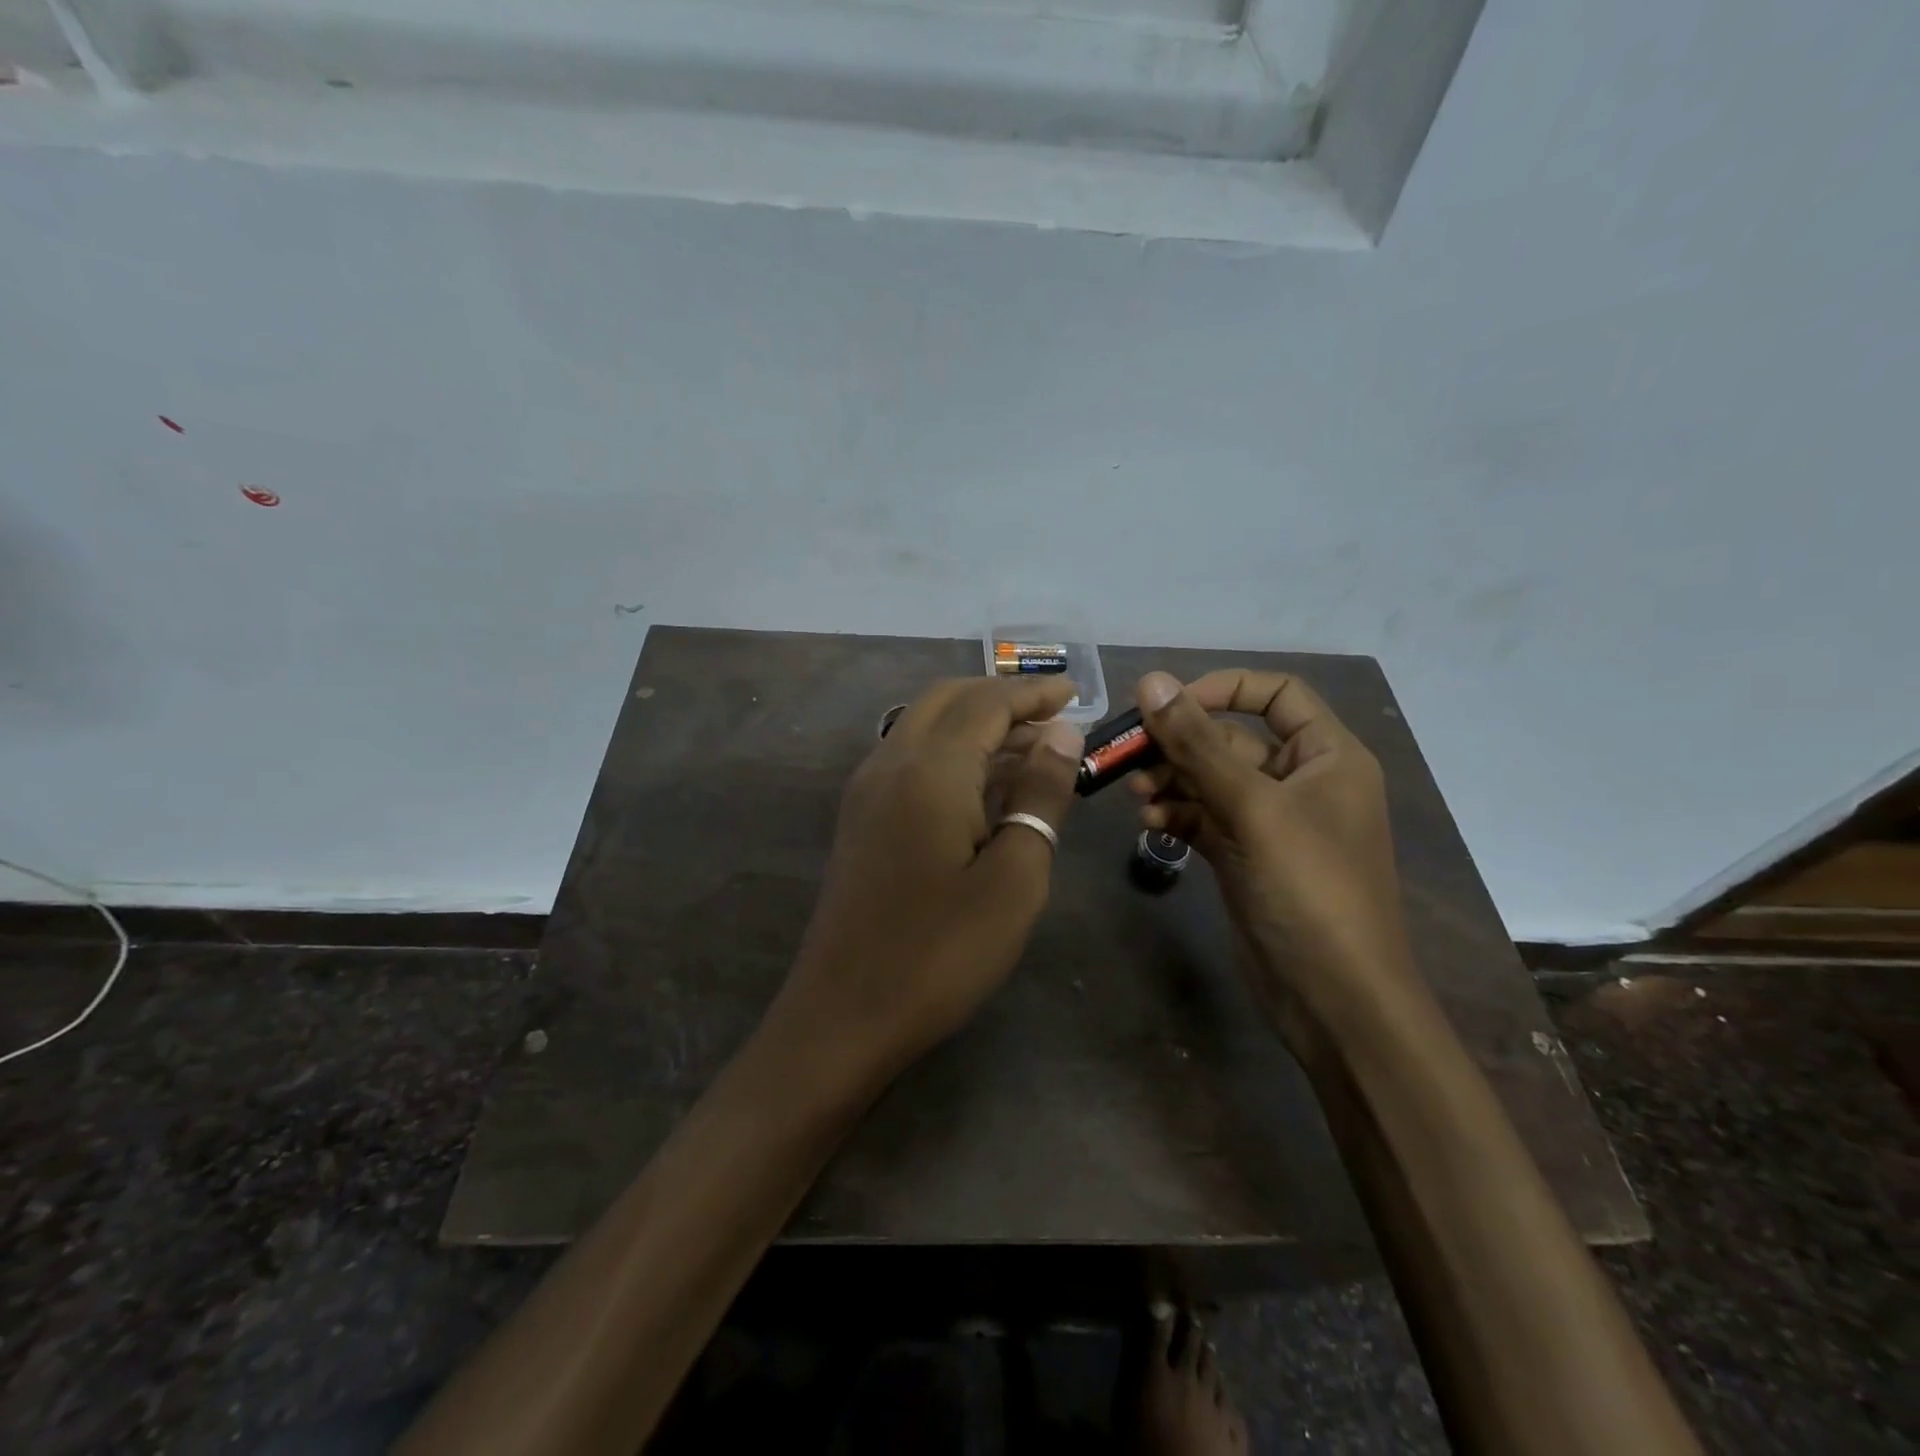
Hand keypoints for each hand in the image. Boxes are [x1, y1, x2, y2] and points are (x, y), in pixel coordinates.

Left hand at [770, 676, 1084, 1083]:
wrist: (844, 1014)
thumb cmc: (941, 953)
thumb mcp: (1013, 878)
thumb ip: (1039, 795)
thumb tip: (1061, 732)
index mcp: (930, 770)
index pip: (986, 703)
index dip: (1032, 692)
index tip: (1075, 693)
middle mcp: (890, 763)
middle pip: (947, 700)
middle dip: (1001, 698)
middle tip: (1053, 716)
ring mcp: (867, 791)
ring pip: (924, 727)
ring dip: (975, 724)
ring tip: (1031, 749)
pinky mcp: (861, 819)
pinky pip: (910, 759)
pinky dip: (950, 752)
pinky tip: (983, 786)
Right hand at [1127, 670, 1422, 1045]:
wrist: (1334, 998)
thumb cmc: (1310, 890)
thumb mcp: (1253, 808)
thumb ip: (1198, 744)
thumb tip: (1152, 680)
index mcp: (1327, 756)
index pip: (1276, 694)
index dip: (1222, 689)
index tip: (1169, 705)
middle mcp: (1300, 781)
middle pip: (1230, 740)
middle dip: (1180, 746)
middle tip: (1128, 755)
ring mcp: (1270, 822)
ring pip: (1210, 781)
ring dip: (1171, 781)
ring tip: (1136, 795)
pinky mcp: (1245, 856)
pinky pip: (1204, 818)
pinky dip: (1176, 815)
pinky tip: (1150, 824)